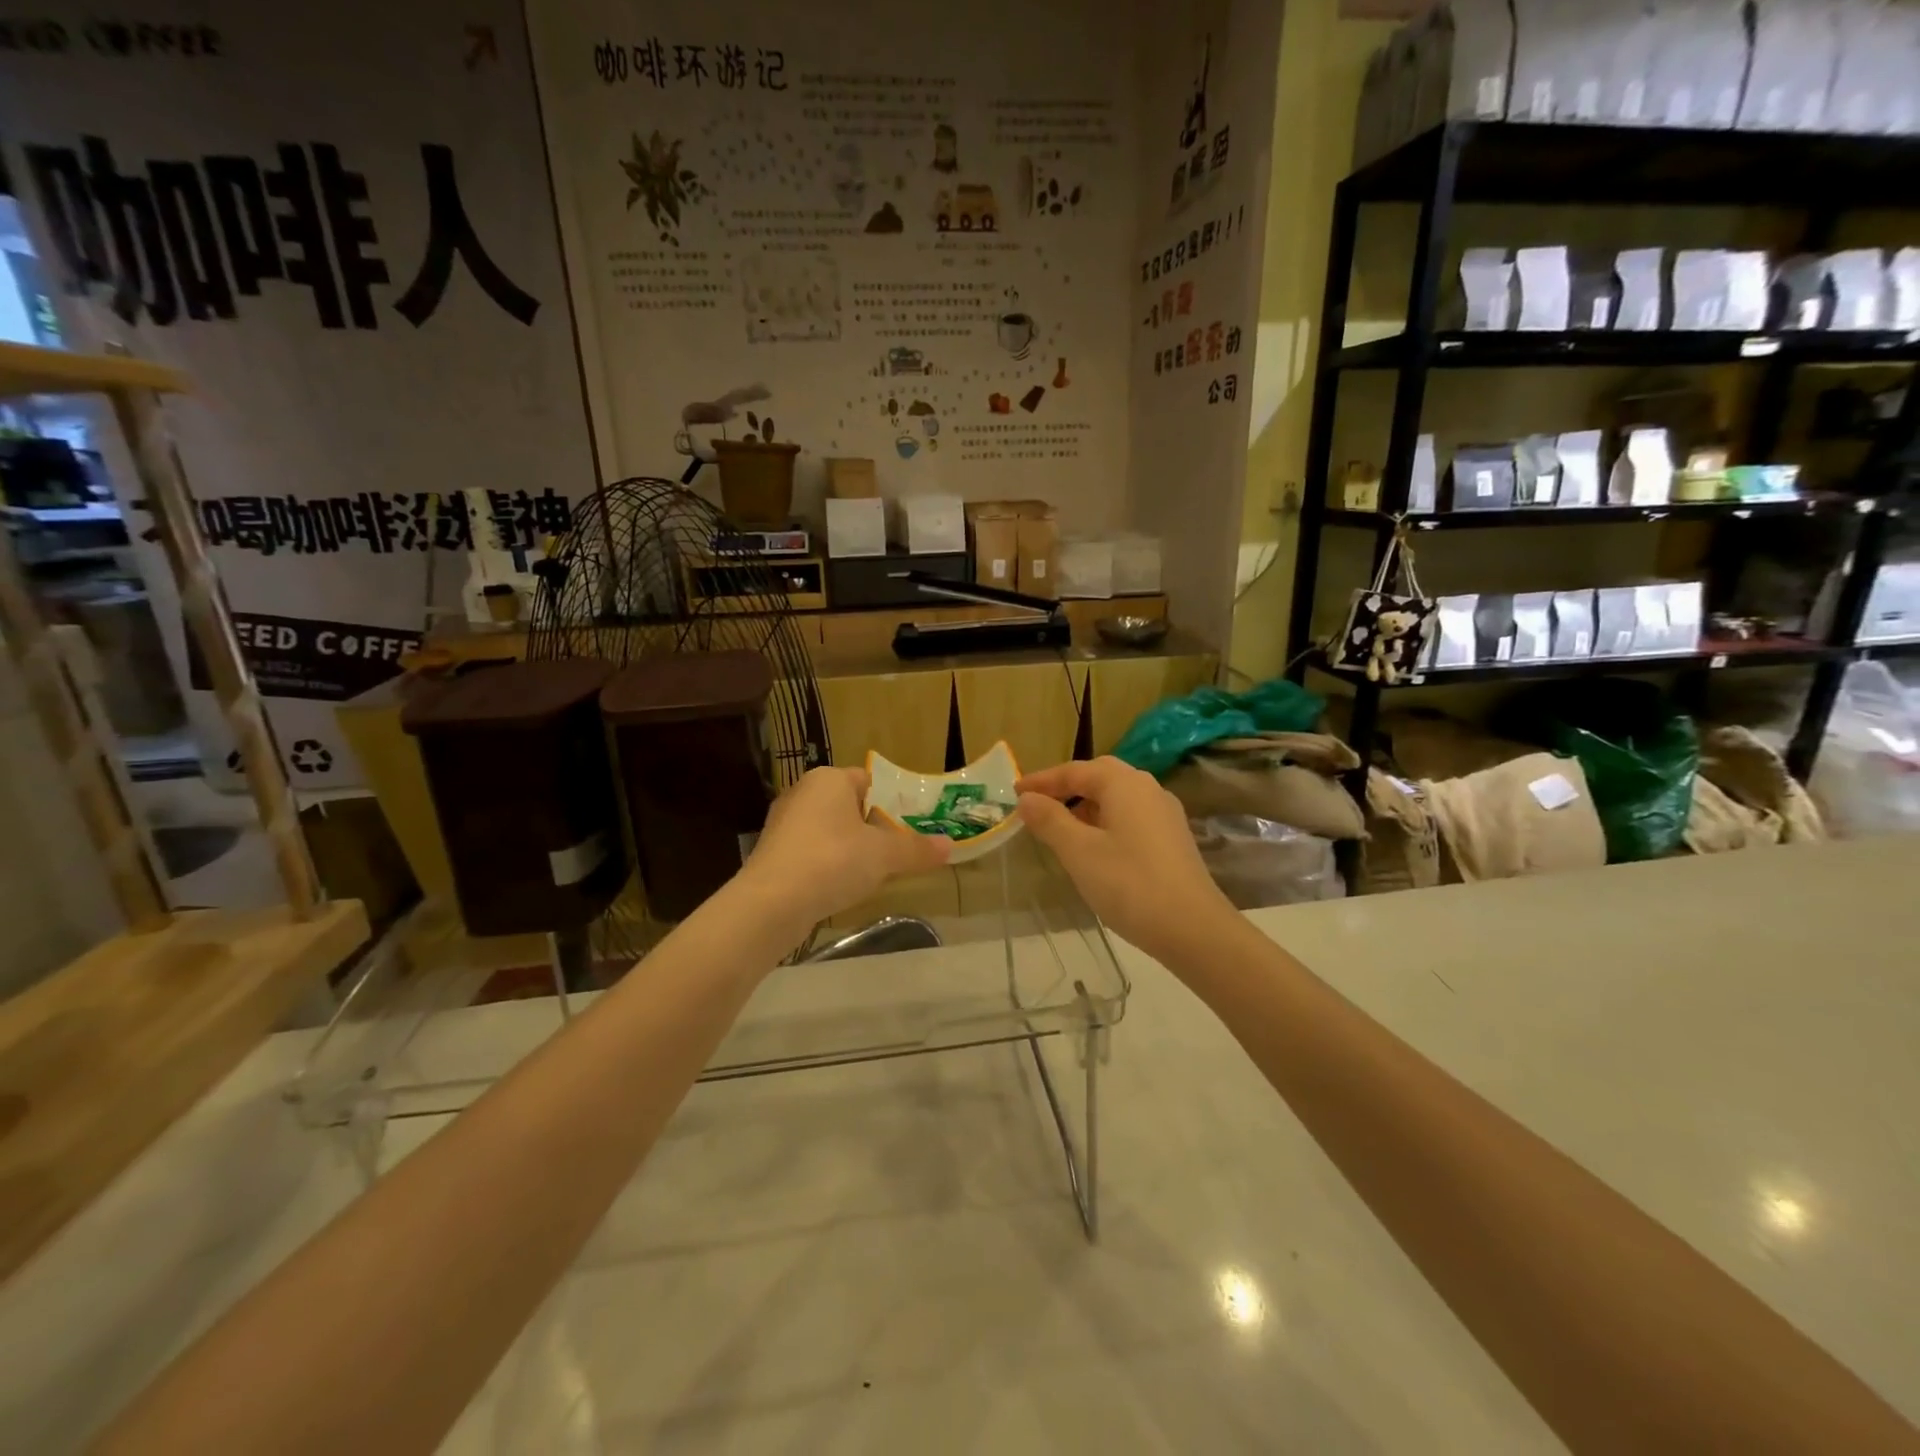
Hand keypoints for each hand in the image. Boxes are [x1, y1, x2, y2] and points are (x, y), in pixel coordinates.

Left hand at [739, 766, 950, 931]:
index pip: (869, 780)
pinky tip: (840, 887)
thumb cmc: (832, 862)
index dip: (892, 802)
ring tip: (873, 872)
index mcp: (828, 779)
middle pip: (849, 805)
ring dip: (850, 848)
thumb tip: (950, 846)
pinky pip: (812, 852)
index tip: (910, 826)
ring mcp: (783, 823)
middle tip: (897, 851)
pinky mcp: (773, 853)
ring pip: (830, 830)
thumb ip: (916, 848)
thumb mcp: (884, 855)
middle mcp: (802, 793)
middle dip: (872, 827)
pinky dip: (828, 865)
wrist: (771, 904)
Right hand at [1017, 757, 1232, 960]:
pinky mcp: (1172, 839)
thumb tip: (1028, 799)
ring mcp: (1165, 814)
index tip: (1015, 793)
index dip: (1042, 780)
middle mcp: (1148, 789)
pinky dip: (1105, 821)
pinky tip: (1094, 847)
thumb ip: (1050, 820)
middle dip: (1067, 787)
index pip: (1075, 771)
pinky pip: (1131, 816)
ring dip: (1086, 805)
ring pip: (1117, 797)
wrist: (1193, 929)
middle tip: (1037, 803)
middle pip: (1100, 776)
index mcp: (1124, 784)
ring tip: (1060, 827)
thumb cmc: (1129, 884)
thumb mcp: (1079, 852)